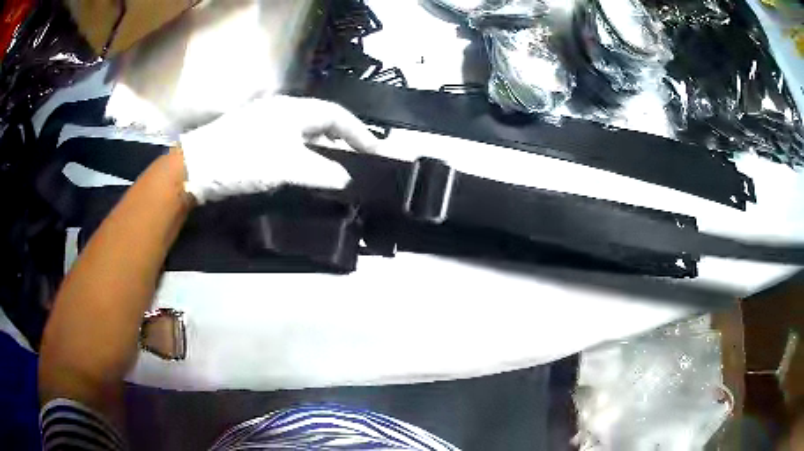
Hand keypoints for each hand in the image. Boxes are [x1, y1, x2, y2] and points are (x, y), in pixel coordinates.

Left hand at [180, 95, 377, 203]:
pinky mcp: (253, 134)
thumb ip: (322, 172)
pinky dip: (303, 150)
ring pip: (304, 129)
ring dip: (322, 144)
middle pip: (322, 118)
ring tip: (334, 162)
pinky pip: (289, 138)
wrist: (197, 166)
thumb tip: (345, 179)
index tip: (376, 152)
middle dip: (343, 136)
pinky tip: (302, 165)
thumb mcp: (288, 167)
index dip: (360, 132)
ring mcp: (265, 120)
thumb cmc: (245, 159)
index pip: (337, 115)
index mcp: (294, 109)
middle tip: (357, 156)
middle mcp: (282, 109)